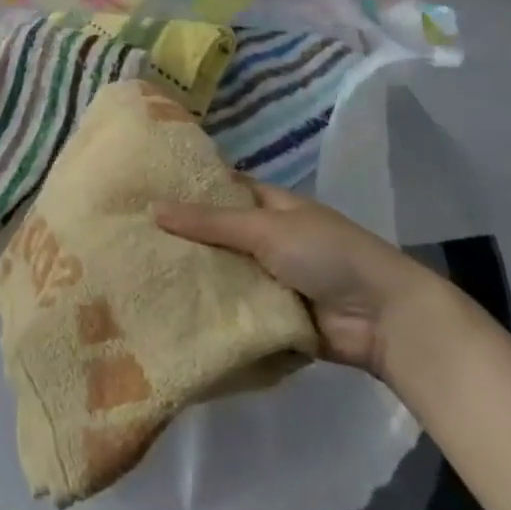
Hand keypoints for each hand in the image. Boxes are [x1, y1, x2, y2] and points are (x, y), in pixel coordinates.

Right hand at [154, 180, 439, 377]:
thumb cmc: (326, 253)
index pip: (220, 190)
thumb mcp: (266, 228)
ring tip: (137, 276)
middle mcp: (266, 239)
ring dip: (193, 278)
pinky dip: (210, 313)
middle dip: (181, 239)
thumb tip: (153, 208)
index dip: (186, 190)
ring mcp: (269, 280)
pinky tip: (168, 313)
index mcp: (268, 206)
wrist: (383, 319)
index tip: (142, 191)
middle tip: (127, 239)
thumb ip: (211, 222)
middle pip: (216, 236)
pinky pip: (233, 312)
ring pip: (222, 275)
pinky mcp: (271, 319)